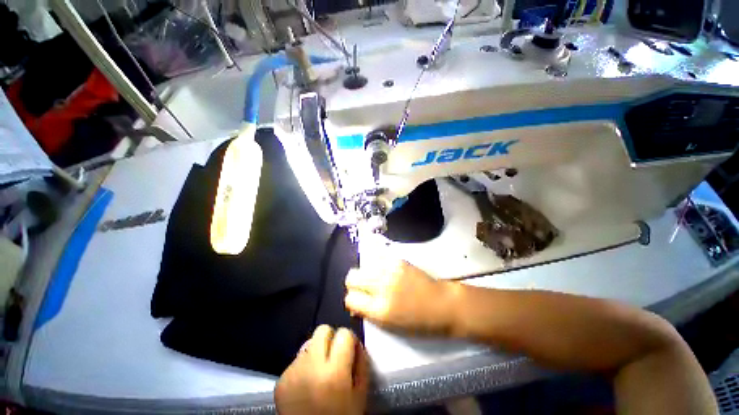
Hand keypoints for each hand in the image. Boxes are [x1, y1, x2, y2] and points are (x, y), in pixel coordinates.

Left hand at [274, 325, 368, 414]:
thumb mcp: (360, 394)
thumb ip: (362, 363)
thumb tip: (356, 342)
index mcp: (334, 373)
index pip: (343, 333)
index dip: (348, 340)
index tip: (349, 350)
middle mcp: (311, 367)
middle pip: (322, 330)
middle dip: (331, 338)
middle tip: (333, 355)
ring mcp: (292, 373)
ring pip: (309, 344)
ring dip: (317, 353)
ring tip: (319, 373)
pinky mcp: (280, 380)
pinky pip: (297, 360)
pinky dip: (304, 367)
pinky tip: (306, 385)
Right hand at [344, 259, 455, 335]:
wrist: (443, 304)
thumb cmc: (419, 323)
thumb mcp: (391, 327)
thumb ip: (369, 314)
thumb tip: (355, 305)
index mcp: (380, 309)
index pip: (350, 299)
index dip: (351, 301)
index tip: (358, 302)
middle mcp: (382, 287)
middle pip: (352, 278)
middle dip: (354, 285)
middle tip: (364, 289)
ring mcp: (390, 271)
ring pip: (363, 266)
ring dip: (365, 274)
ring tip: (375, 280)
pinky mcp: (398, 260)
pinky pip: (377, 258)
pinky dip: (376, 265)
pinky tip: (384, 271)